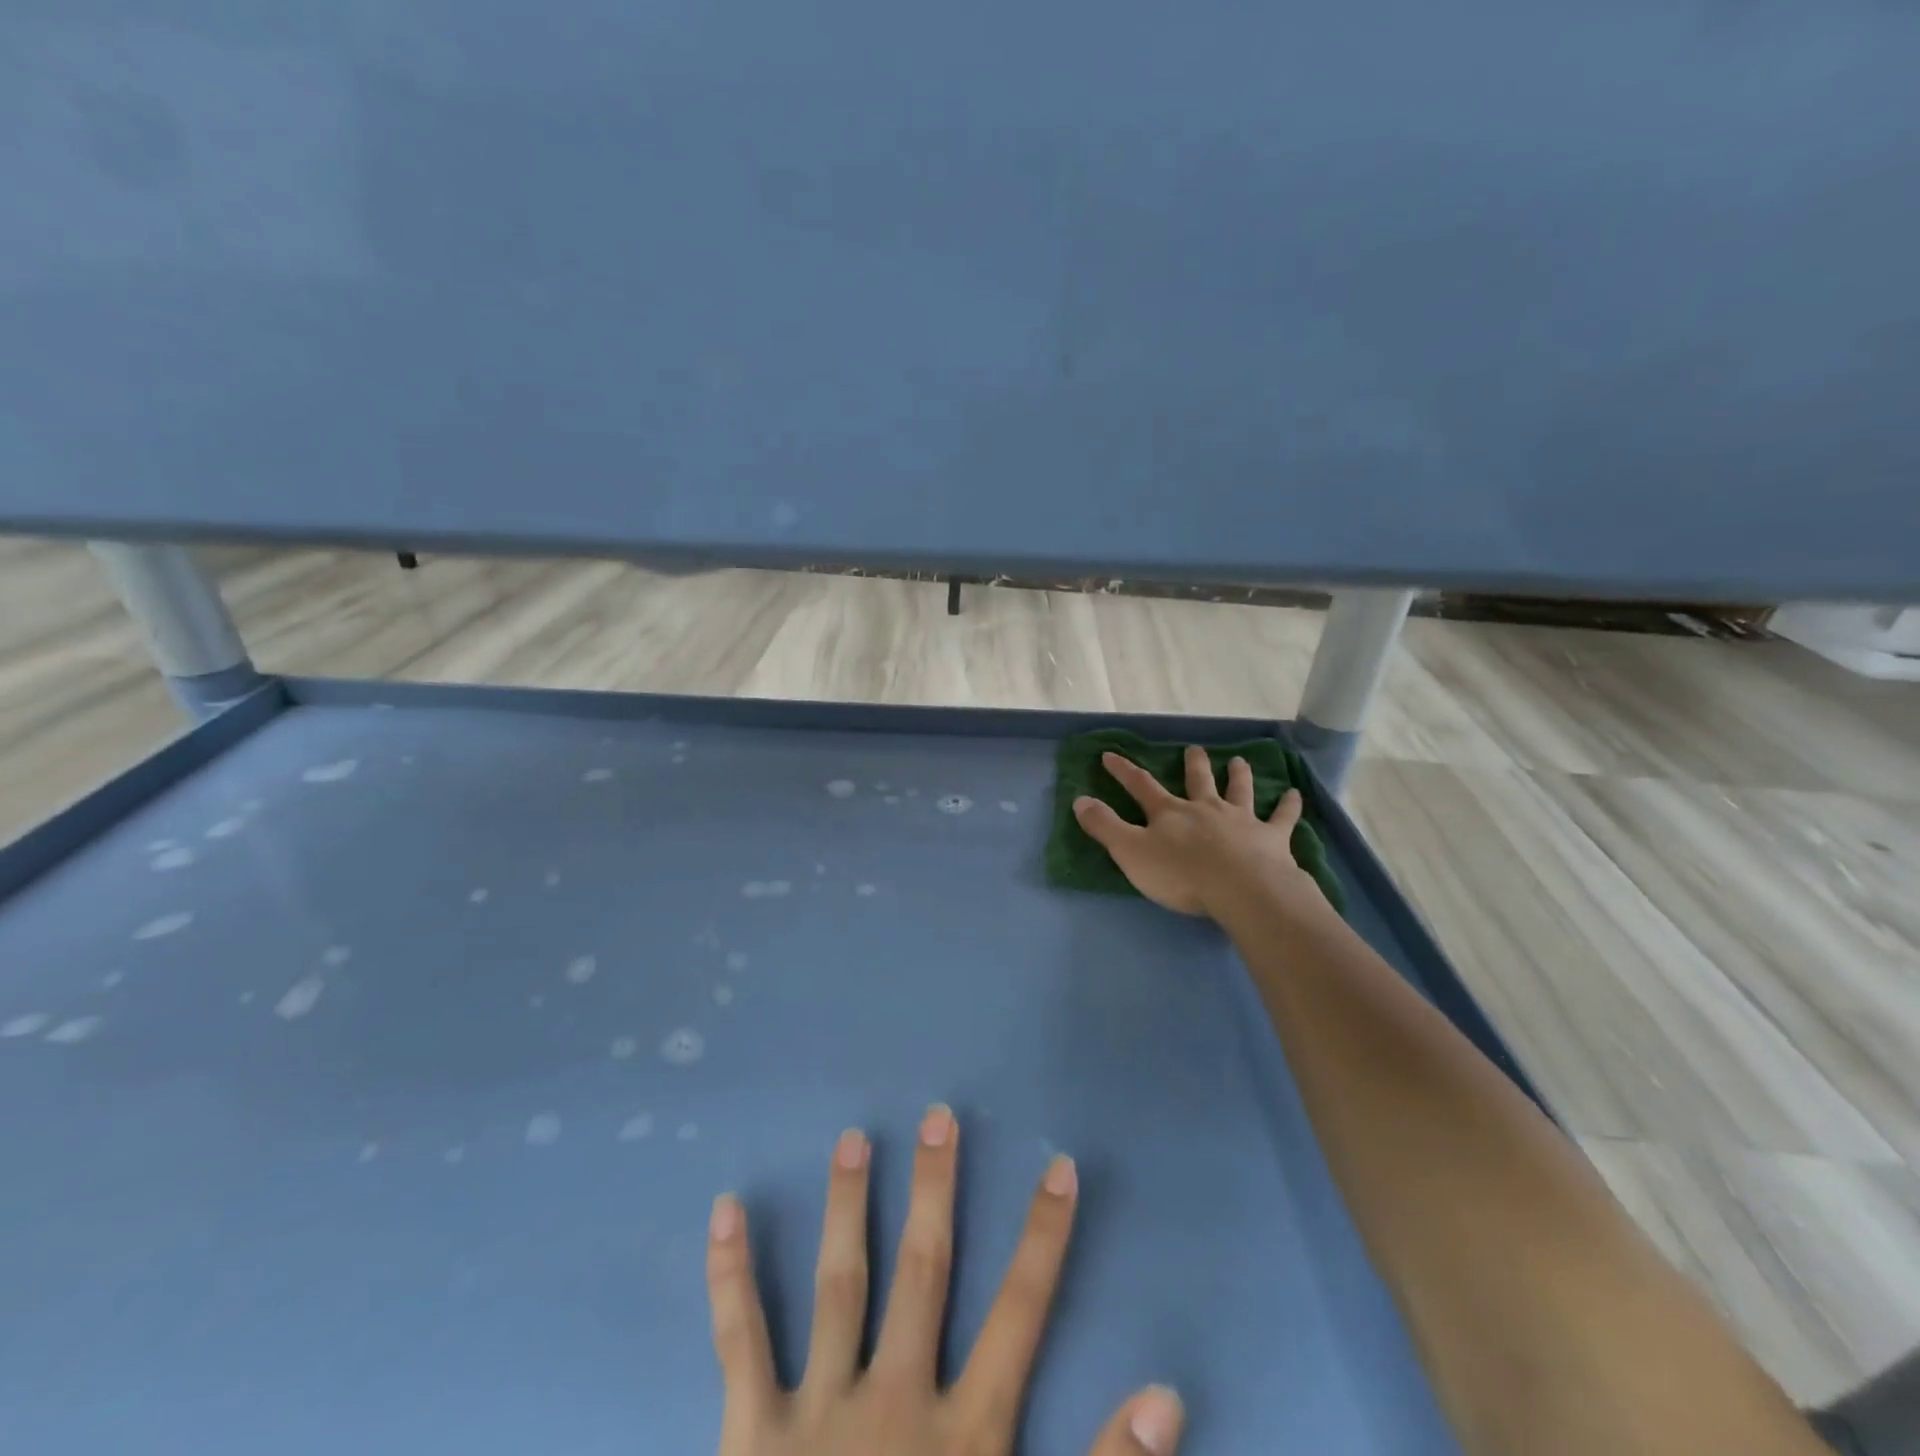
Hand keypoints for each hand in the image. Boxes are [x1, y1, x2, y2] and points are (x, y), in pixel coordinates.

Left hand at [707, 1107, 1184, 1455]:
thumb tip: (1165, 1395)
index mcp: (962, 1437)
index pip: (1020, 1315)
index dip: (1043, 1239)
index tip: (1058, 1168)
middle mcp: (893, 1402)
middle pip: (923, 1271)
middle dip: (935, 1189)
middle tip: (938, 1116)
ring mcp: (817, 1414)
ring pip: (839, 1284)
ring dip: (847, 1206)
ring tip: (852, 1137)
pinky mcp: (750, 1440)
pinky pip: (739, 1344)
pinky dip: (730, 1276)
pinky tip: (724, 1211)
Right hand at [1073, 747, 1313, 918]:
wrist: (1241, 890)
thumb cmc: (1181, 874)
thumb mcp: (1131, 852)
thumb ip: (1105, 827)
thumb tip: (1079, 800)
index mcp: (1169, 813)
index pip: (1141, 786)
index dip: (1123, 771)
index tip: (1110, 754)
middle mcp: (1205, 808)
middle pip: (1198, 781)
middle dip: (1193, 764)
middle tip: (1194, 749)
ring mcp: (1241, 820)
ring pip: (1238, 791)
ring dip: (1238, 775)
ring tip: (1238, 761)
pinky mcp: (1271, 839)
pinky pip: (1282, 818)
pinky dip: (1288, 806)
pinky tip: (1294, 795)